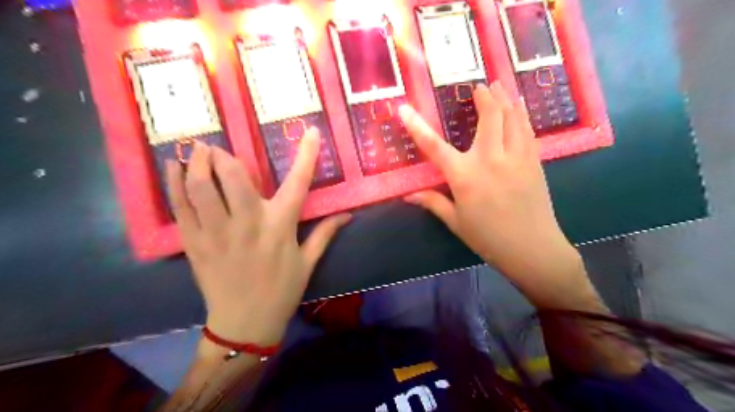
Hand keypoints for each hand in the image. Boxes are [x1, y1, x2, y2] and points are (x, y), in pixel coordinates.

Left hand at [167, 129, 351, 343]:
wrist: (245, 324)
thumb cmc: (282, 291)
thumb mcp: (308, 262)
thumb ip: (326, 233)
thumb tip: (348, 214)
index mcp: (280, 227)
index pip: (298, 183)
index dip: (306, 155)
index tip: (310, 131)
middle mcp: (249, 224)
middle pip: (234, 177)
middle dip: (224, 156)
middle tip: (217, 147)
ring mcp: (218, 233)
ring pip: (202, 188)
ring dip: (197, 163)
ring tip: (196, 151)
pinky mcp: (195, 244)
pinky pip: (181, 208)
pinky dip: (174, 185)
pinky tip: (173, 169)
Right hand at [402, 83, 588, 306]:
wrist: (531, 248)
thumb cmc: (488, 237)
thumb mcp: (455, 221)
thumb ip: (432, 202)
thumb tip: (407, 195)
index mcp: (464, 176)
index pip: (434, 146)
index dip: (416, 126)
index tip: (404, 109)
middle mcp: (490, 159)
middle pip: (489, 117)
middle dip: (484, 97)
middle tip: (480, 85)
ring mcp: (516, 157)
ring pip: (512, 118)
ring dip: (505, 98)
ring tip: (500, 84)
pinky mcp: (533, 161)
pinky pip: (527, 130)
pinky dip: (521, 114)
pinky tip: (519, 107)